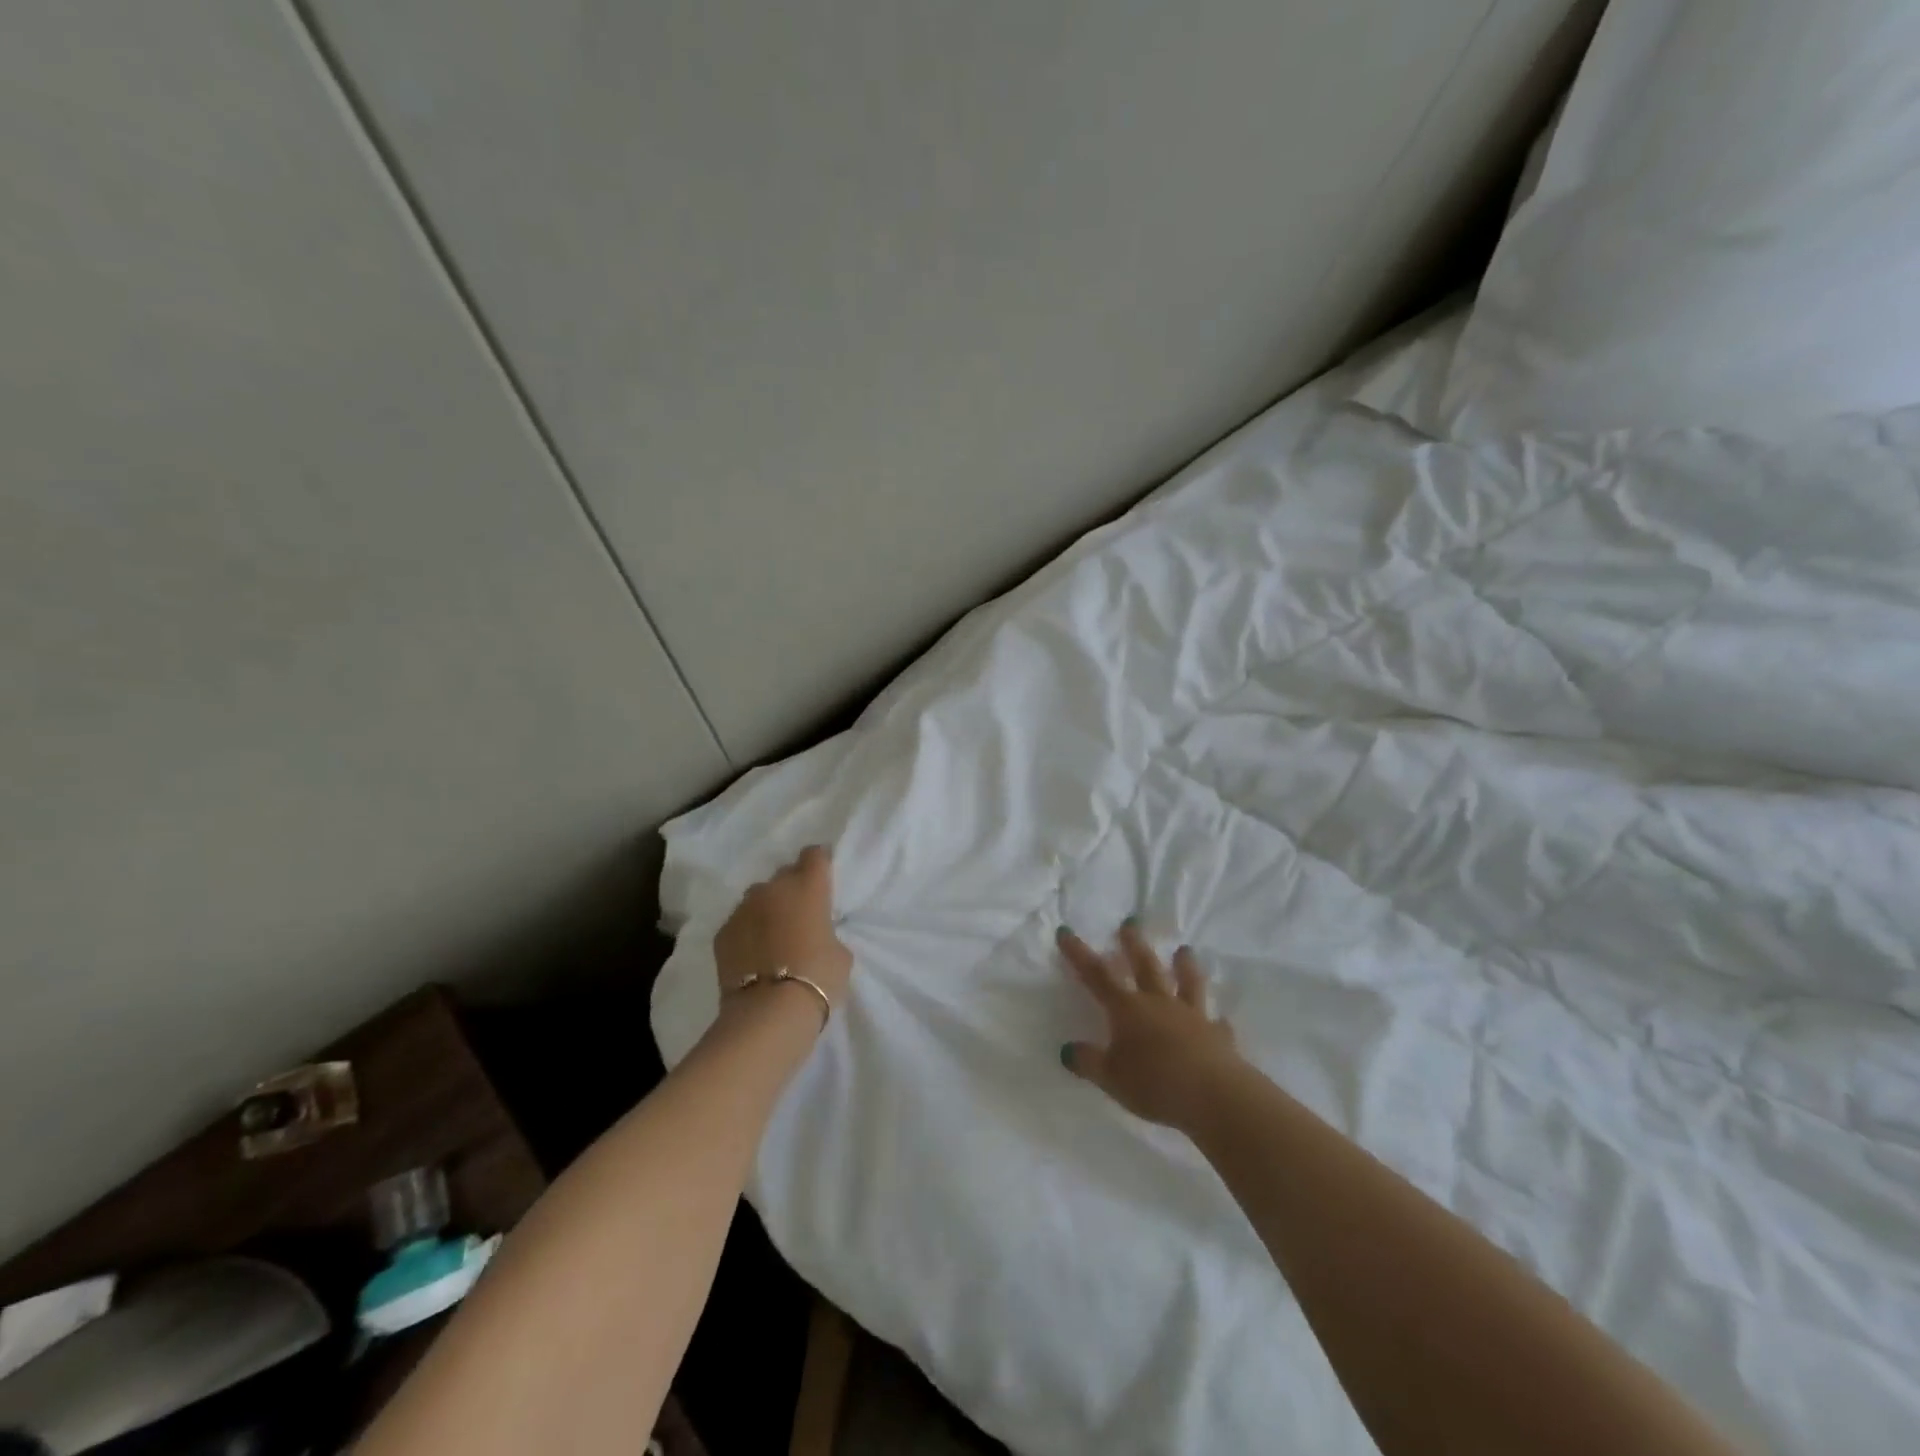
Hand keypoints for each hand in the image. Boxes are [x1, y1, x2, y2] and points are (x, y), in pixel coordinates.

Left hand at [712, 846, 853, 1011]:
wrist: (769, 1012)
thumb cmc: (818, 977)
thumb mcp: (840, 953)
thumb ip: (828, 932)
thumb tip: (815, 933)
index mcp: (807, 886)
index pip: (814, 855)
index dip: (820, 863)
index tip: (823, 878)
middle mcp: (772, 889)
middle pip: (784, 875)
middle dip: (792, 888)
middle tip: (800, 914)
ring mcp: (743, 909)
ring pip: (758, 898)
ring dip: (767, 909)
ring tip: (773, 935)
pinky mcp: (722, 933)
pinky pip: (739, 923)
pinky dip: (747, 932)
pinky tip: (753, 954)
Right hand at [1058, 921, 1239, 1130]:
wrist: (1214, 1095)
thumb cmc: (1154, 1084)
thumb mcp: (1111, 1077)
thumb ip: (1088, 1061)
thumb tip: (1067, 1050)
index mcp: (1128, 1009)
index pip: (1097, 975)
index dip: (1079, 953)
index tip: (1066, 931)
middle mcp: (1159, 1003)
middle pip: (1145, 966)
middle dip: (1133, 944)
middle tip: (1131, 922)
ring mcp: (1192, 1016)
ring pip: (1187, 983)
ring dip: (1184, 965)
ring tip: (1183, 950)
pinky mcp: (1218, 1036)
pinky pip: (1216, 1024)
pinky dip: (1215, 1020)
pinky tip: (1219, 1019)